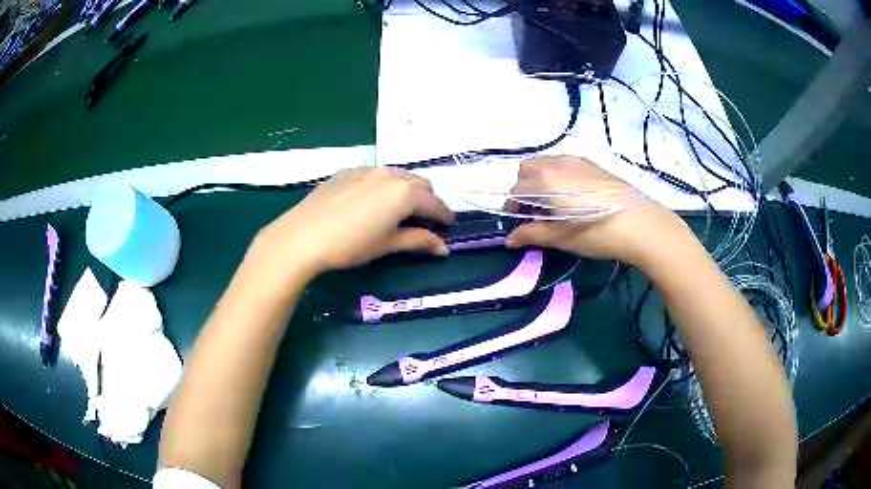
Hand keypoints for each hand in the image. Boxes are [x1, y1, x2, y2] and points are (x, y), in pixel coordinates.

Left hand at [249, 168, 454, 282]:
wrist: (302, 236)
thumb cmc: (350, 245)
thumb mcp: (387, 244)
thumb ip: (418, 241)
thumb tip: (443, 248)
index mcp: (404, 192)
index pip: (435, 204)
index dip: (445, 216)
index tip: (450, 226)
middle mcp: (390, 174)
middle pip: (420, 184)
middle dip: (428, 201)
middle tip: (425, 221)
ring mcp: (367, 170)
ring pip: (398, 176)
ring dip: (407, 190)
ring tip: (401, 210)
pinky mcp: (347, 172)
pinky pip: (376, 175)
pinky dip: (385, 186)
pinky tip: (373, 202)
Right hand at [504, 156, 689, 266]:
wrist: (642, 224)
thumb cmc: (598, 234)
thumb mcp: (562, 238)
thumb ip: (532, 234)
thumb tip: (509, 239)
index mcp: (545, 181)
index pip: (516, 189)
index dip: (512, 206)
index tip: (519, 222)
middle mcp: (557, 163)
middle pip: (527, 169)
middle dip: (524, 188)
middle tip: (535, 212)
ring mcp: (577, 160)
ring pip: (546, 163)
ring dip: (541, 180)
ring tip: (554, 204)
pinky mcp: (593, 163)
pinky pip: (565, 163)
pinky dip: (558, 176)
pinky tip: (573, 196)